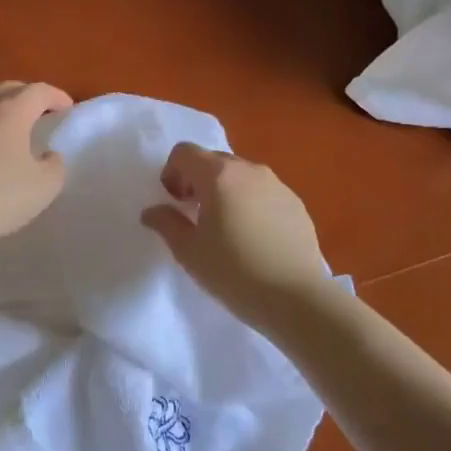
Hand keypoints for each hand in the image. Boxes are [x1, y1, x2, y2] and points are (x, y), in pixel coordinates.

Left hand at [0, 81, 72, 254]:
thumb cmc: (1, 195)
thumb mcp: (45, 186)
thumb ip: (55, 166)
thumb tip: (48, 156)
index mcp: (12, 111)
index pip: (39, 91)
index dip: (57, 96)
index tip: (68, 109)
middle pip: (9, 89)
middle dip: (29, 96)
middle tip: (42, 112)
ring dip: (4, 109)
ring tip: (15, 129)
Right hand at [141, 143, 334, 326]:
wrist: (297, 299)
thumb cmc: (234, 272)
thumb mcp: (189, 252)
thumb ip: (167, 223)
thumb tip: (152, 211)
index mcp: (219, 175)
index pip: (185, 152)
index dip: (171, 172)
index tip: (174, 202)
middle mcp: (249, 170)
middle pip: (213, 160)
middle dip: (197, 180)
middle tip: (194, 215)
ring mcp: (277, 185)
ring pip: (240, 175)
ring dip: (225, 191)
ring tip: (225, 228)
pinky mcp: (296, 203)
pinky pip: (263, 192)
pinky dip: (250, 203)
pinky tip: (254, 238)